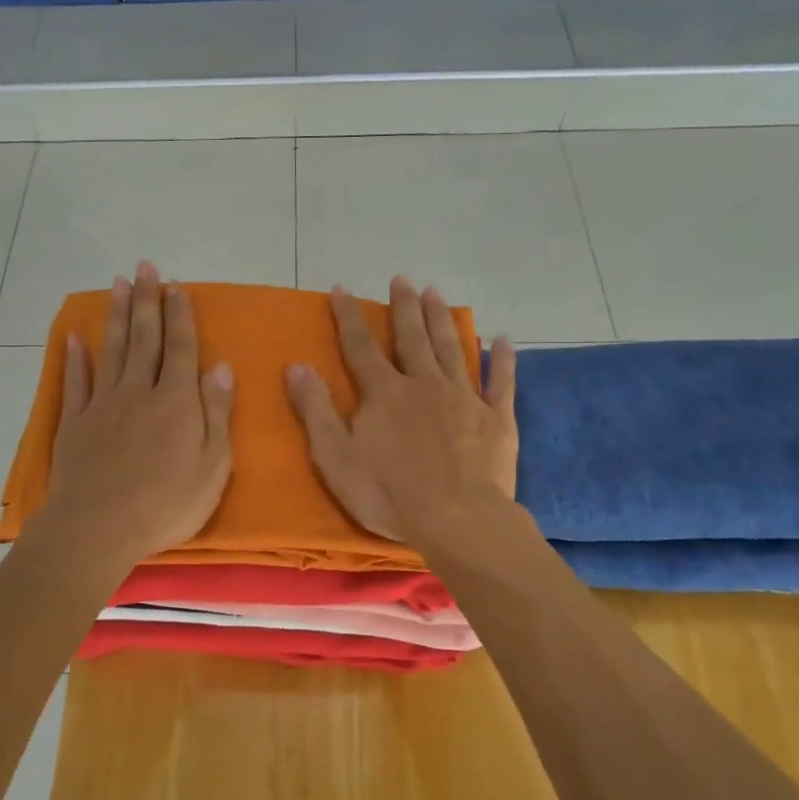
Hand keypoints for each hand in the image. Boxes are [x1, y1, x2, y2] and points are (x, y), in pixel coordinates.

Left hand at [36, 261, 234, 574]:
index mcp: (176, 401)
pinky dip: (75, 359)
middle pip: (145, 338)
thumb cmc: (166, 503)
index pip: (181, 348)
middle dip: (147, 300)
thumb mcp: (212, 466)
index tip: (176, 286)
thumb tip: (221, 367)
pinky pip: (77, 383)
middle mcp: (139, 391)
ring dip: (116, 316)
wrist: (98, 527)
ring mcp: (103, 405)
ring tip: (117, 284)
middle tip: (146, 267)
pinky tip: (74, 339)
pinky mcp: (75, 423)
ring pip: (112, 350)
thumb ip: (216, 413)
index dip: (180, 315)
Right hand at [286, 277, 516, 542]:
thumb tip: (296, 366)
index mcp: (384, 393)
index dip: (349, 317)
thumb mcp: (335, 457)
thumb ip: (316, 410)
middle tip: (402, 279)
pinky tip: (502, 339)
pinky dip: (501, 359)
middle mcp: (424, 384)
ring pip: (451, 349)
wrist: (457, 520)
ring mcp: (464, 398)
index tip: (342, 289)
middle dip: (403, 307)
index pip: (361, 346)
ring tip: (436, 293)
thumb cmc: (388, 494)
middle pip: (411, 338)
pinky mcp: (495, 419)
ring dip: (442, 320)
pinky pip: (500, 381)